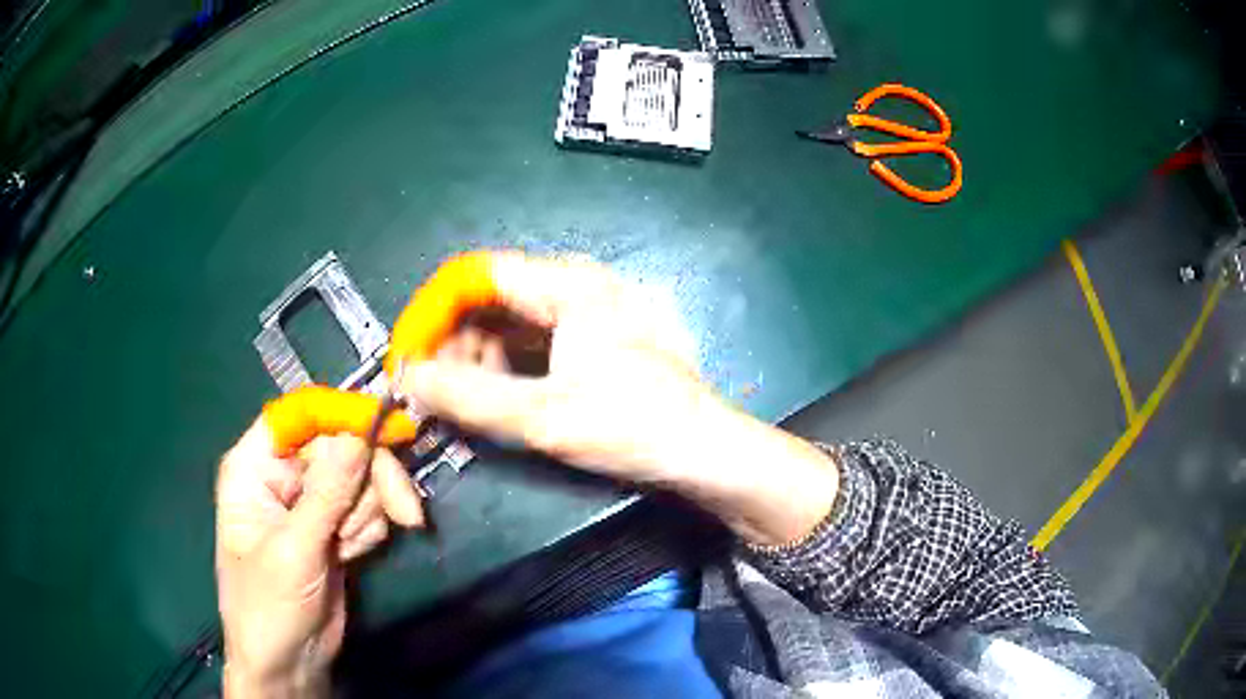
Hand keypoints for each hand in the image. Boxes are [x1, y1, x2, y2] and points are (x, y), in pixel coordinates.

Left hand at [215, 423, 422, 697]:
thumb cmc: (268, 606)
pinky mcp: (335, 527)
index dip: (341, 414)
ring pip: (361, 477)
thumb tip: (359, 434)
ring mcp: (312, 502)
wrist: (289, 662)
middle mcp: (283, 476)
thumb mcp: (293, 550)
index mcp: (255, 467)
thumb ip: (326, 493)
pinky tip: (351, 557)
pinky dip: (370, 531)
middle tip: (406, 514)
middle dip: (372, 480)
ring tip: (348, 550)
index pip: (300, 417)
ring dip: (367, 514)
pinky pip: (369, 507)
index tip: (388, 426)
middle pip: (341, 445)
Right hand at [402, 253, 839, 546]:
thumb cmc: (634, 426)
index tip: (407, 354)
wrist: (706, 452)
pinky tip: (491, 397)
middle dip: (454, 341)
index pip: (476, 276)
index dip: (433, 312)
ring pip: (511, 322)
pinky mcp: (595, 338)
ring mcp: (589, 310)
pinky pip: (535, 341)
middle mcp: (577, 283)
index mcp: (568, 283)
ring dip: (477, 358)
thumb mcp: (543, 416)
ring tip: (455, 401)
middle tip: (429, 389)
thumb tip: (408, 378)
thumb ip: (468, 397)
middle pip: (492, 298)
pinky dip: (506, 367)